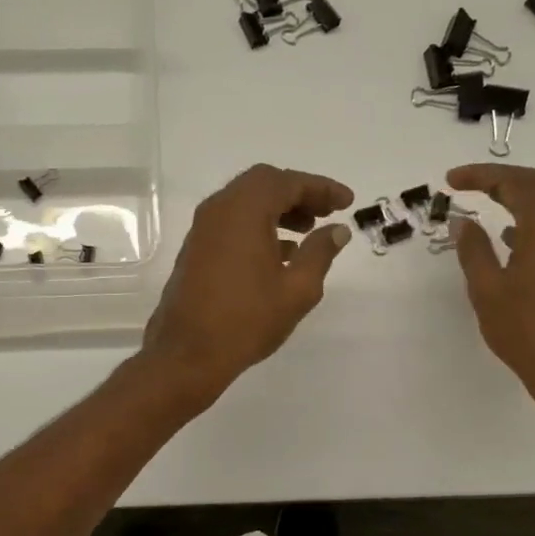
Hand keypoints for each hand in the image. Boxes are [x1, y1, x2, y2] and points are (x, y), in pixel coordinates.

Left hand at [142, 164, 354, 402]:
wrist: (188, 354)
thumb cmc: (247, 320)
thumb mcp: (297, 289)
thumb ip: (320, 252)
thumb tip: (337, 230)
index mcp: (245, 210)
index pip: (288, 181)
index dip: (321, 188)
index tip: (347, 202)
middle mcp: (219, 209)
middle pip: (263, 184)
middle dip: (298, 193)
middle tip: (325, 212)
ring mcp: (203, 229)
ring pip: (245, 202)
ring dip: (278, 209)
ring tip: (307, 232)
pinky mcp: (195, 249)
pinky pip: (231, 222)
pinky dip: (257, 225)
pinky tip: (279, 253)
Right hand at [447, 164, 534, 417]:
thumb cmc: (524, 330)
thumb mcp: (487, 289)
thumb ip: (472, 249)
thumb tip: (462, 222)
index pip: (516, 182)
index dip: (481, 176)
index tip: (451, 180)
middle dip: (501, 179)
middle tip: (466, 183)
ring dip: (518, 196)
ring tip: (485, 201)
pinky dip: (532, 218)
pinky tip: (510, 234)